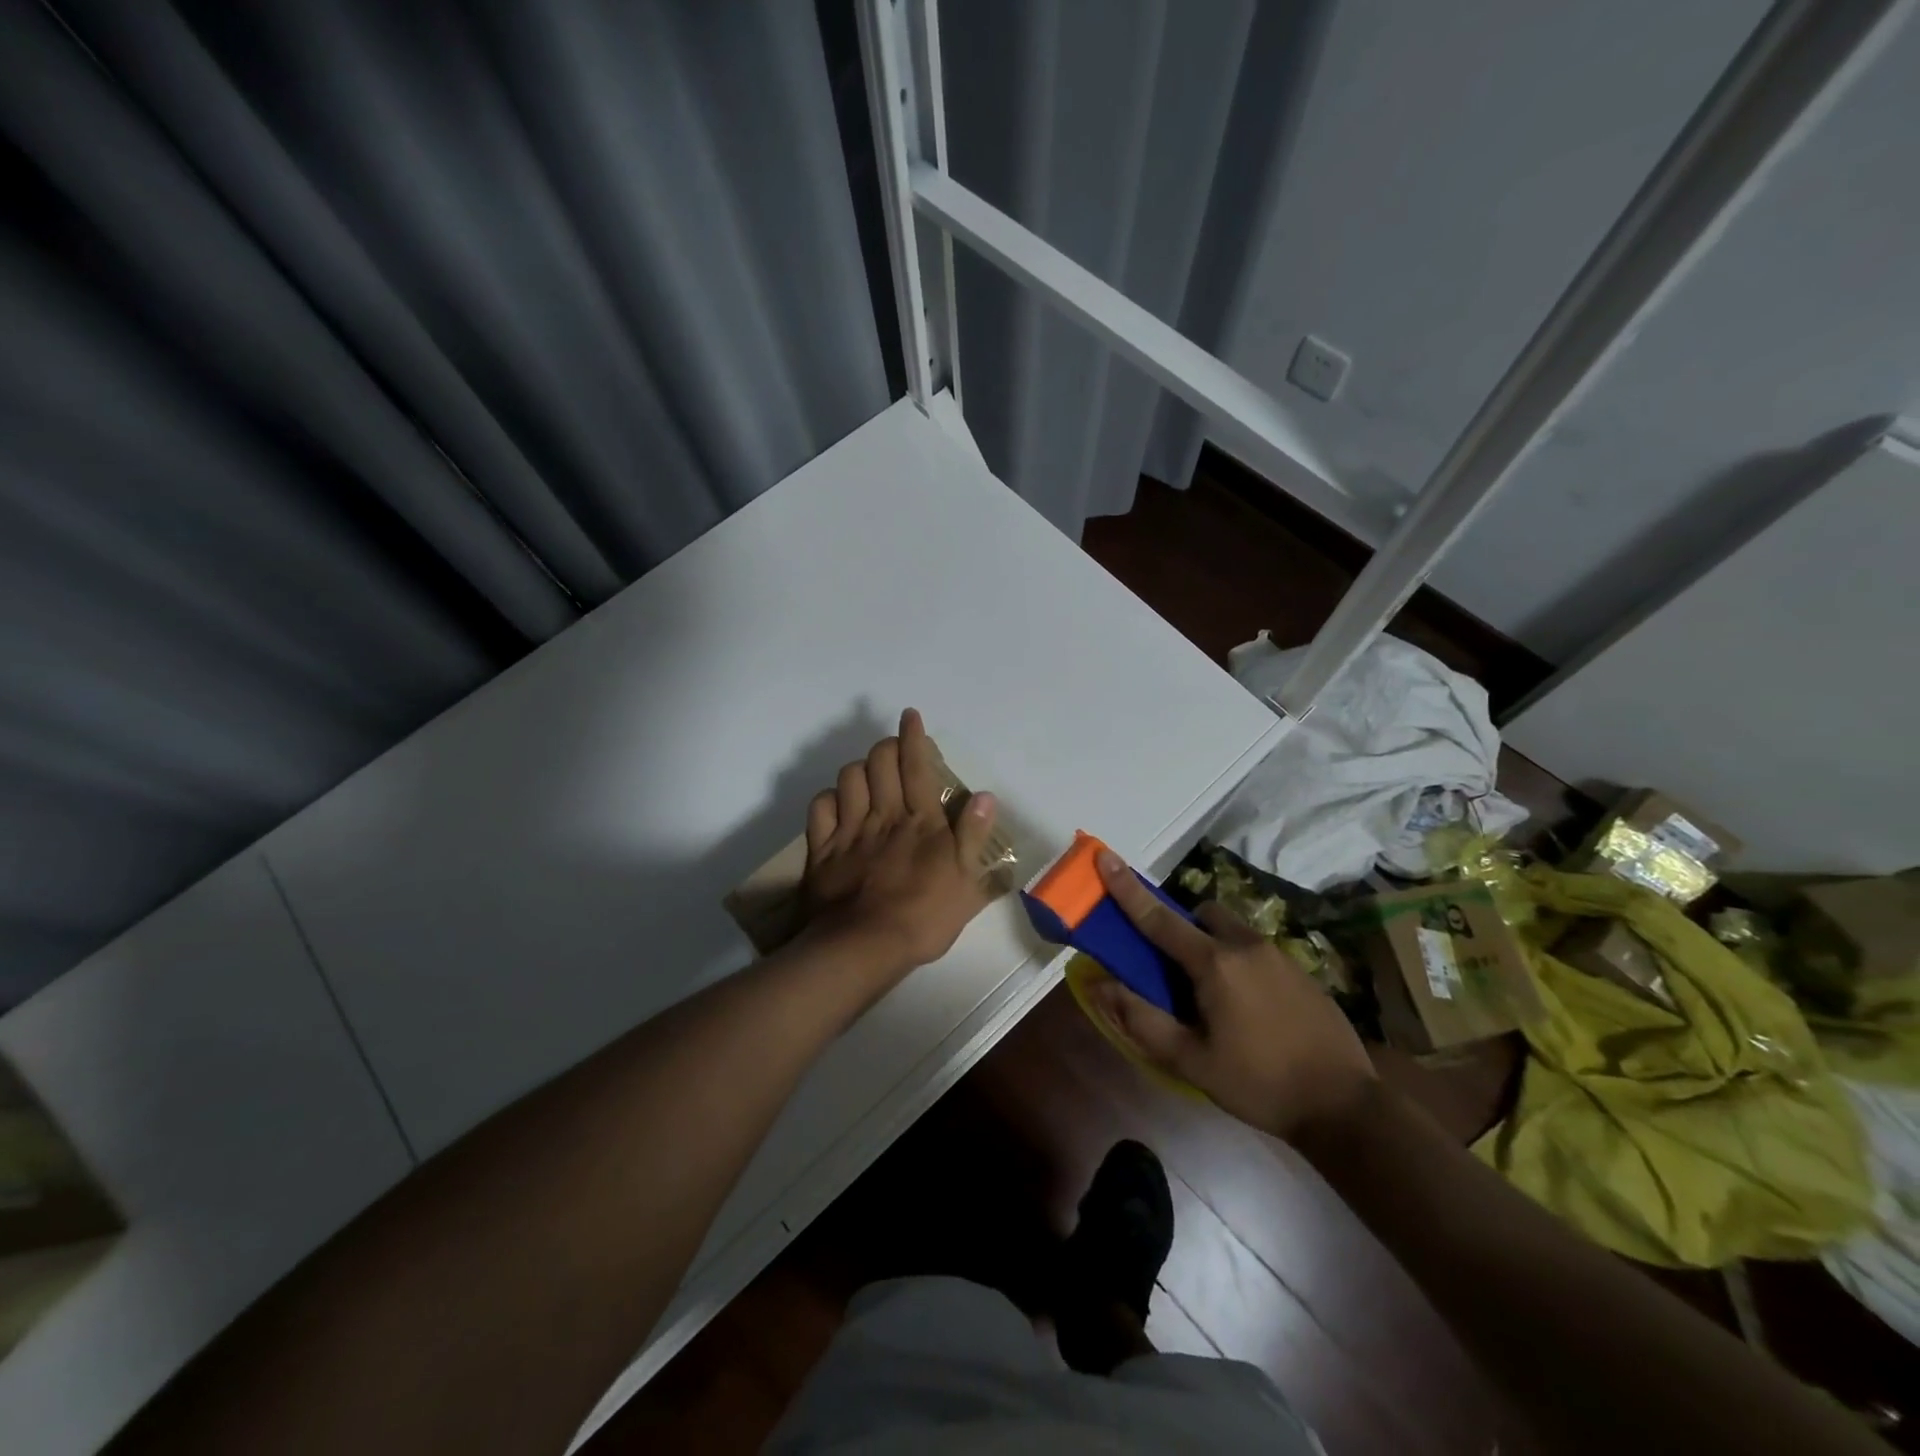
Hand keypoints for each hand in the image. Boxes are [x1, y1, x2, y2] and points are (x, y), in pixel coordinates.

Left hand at [800, 709, 999, 976]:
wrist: (864, 946)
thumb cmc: (924, 917)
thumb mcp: (966, 883)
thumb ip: (974, 836)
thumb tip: (984, 796)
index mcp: (920, 821)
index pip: (917, 766)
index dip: (913, 737)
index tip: (910, 716)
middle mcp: (884, 815)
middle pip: (879, 762)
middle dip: (885, 746)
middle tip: (893, 750)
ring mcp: (850, 830)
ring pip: (848, 778)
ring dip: (859, 769)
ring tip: (868, 777)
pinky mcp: (823, 849)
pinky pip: (820, 807)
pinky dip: (829, 798)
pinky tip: (838, 804)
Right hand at [1087, 849, 1377, 1142]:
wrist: (1346, 1106)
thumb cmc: (1259, 1083)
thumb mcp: (1190, 1061)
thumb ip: (1141, 1019)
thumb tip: (1099, 984)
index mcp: (1214, 964)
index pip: (1159, 918)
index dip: (1128, 889)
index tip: (1105, 857)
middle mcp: (1245, 946)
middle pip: (1201, 914)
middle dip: (1182, 927)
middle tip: (1174, 969)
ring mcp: (1279, 955)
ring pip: (1232, 930)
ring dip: (1212, 944)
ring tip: (1215, 996)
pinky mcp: (1301, 970)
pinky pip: (1257, 950)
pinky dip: (1240, 962)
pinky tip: (1251, 1009)